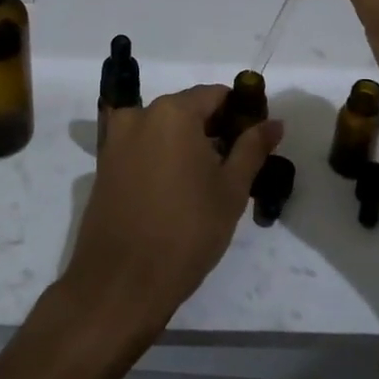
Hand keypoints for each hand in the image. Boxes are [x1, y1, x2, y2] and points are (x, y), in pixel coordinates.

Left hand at [60, 85, 283, 346]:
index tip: (256, 139)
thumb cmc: (186, 231)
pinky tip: (180, 191)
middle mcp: (139, 115)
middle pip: (188, 109)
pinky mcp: (104, 166)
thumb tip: (274, 122)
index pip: (216, 95)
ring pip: (165, 130)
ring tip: (210, 182)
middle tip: (238, 165)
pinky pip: (144, 148)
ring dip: (188, 146)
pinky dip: (164, 158)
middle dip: (215, 130)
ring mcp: (116, 140)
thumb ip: (252, 148)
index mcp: (172, 112)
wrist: (121, 283)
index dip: (241, 112)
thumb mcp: (231, 190)